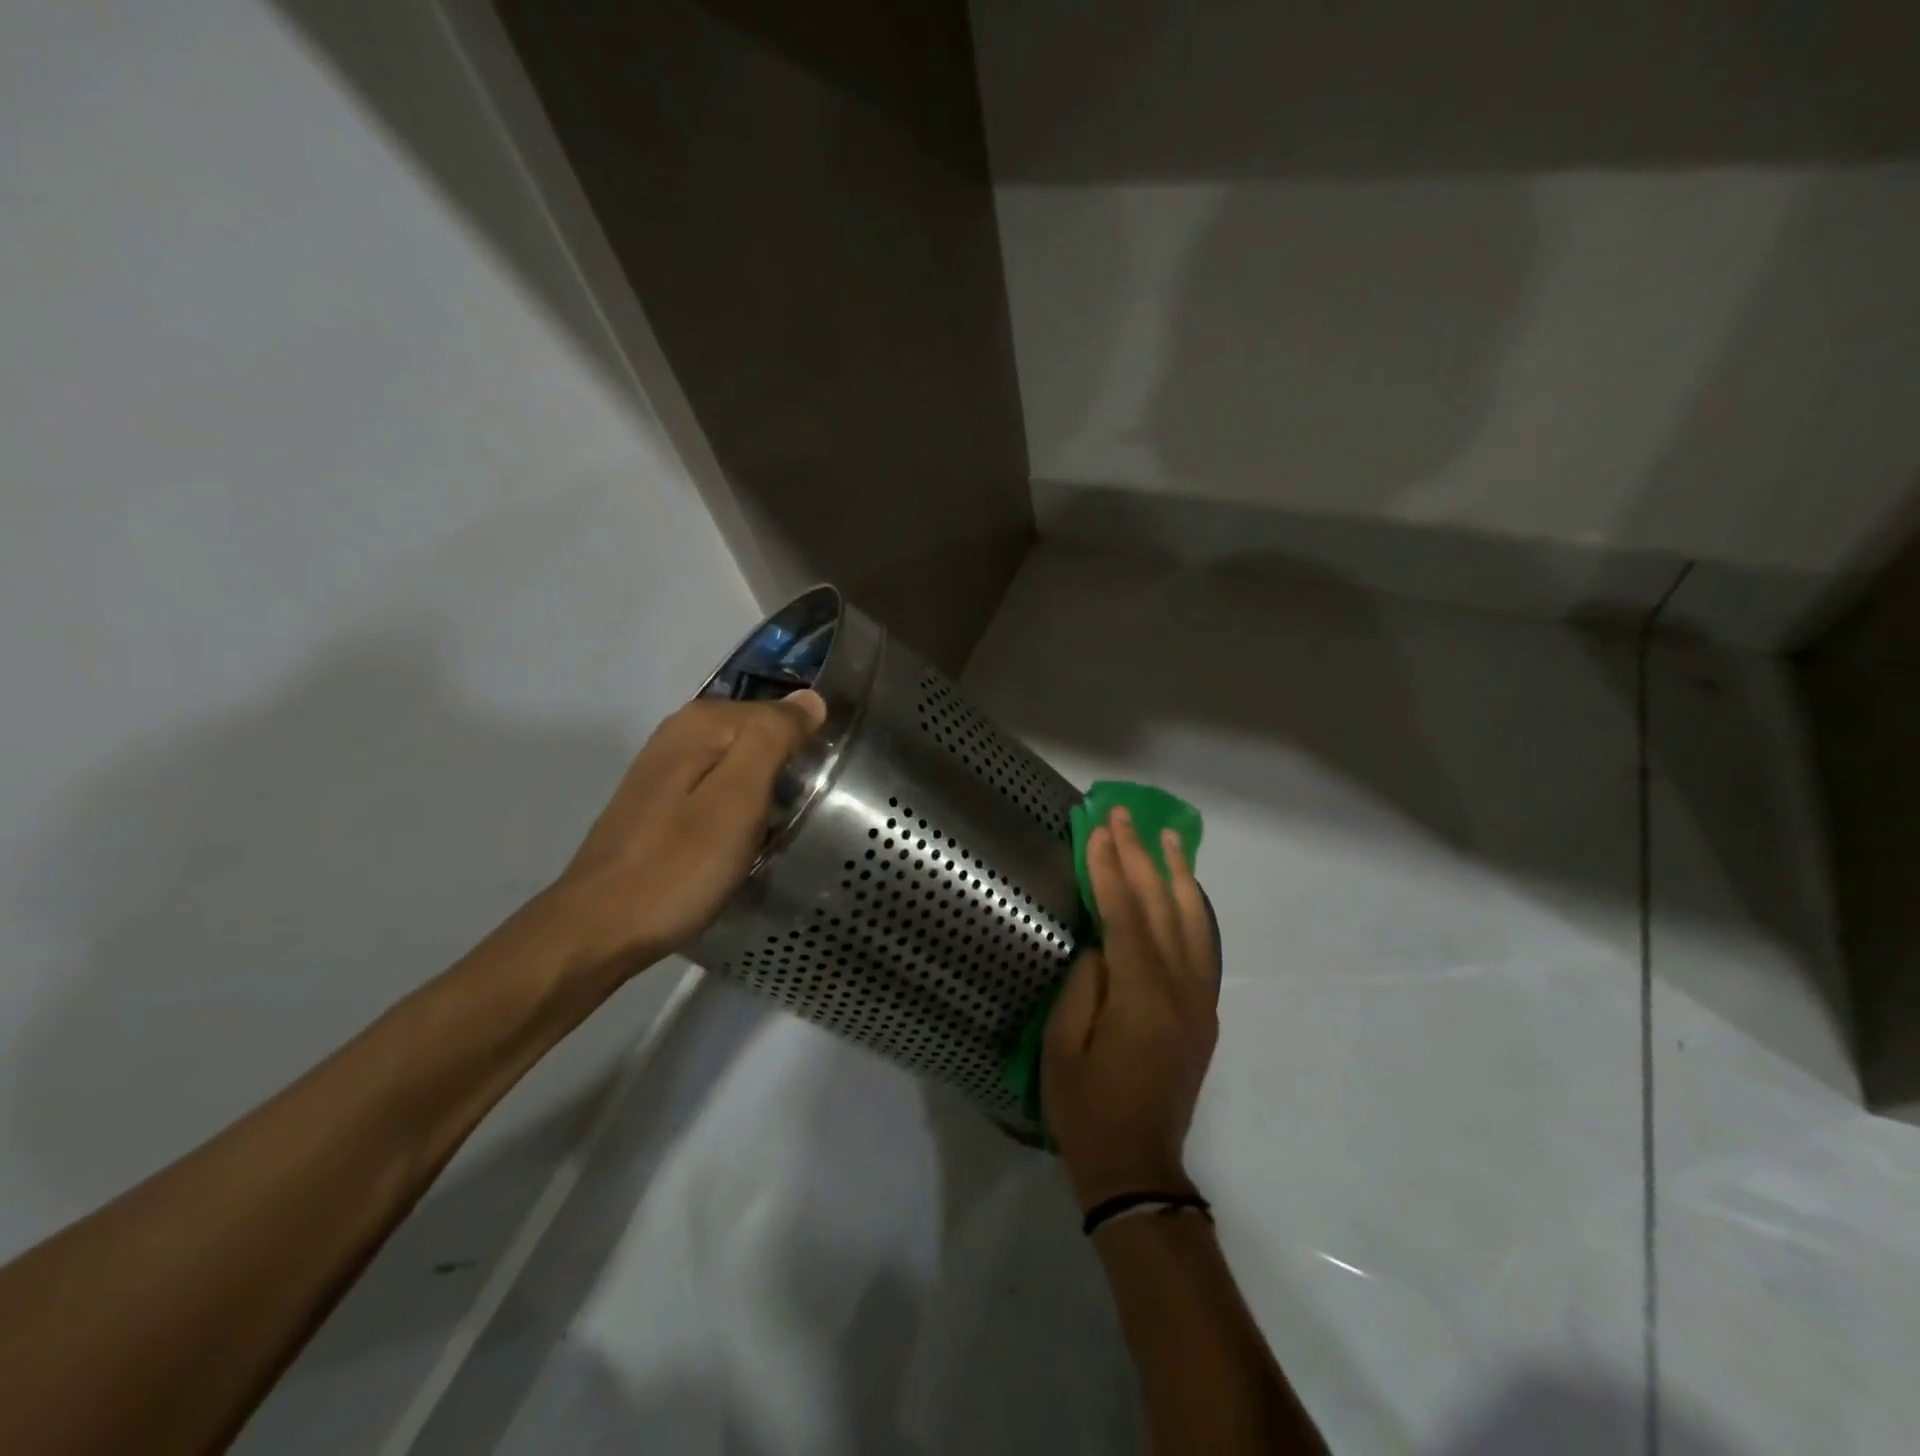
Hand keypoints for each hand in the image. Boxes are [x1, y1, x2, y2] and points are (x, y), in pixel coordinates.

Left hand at [547, 690, 825, 978]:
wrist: (601, 927)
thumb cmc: (679, 865)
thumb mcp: (739, 798)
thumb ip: (774, 739)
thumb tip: (811, 698)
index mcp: (703, 722)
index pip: (782, 713)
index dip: (808, 748)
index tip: (819, 792)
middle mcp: (680, 731)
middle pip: (759, 736)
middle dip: (787, 768)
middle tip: (800, 814)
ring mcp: (666, 766)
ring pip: (740, 763)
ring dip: (764, 790)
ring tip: (777, 830)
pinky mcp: (659, 799)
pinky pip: (718, 786)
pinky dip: (739, 807)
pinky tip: (742, 839)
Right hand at [1044, 806, 1217, 1212]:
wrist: (1137, 1167)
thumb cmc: (1086, 1108)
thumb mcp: (1063, 1043)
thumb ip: (1085, 983)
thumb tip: (1101, 942)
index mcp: (1142, 995)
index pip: (1124, 914)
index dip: (1109, 868)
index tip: (1099, 828)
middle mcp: (1181, 989)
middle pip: (1161, 907)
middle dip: (1141, 857)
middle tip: (1126, 816)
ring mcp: (1199, 1001)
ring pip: (1193, 922)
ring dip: (1178, 875)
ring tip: (1169, 836)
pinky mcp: (1203, 1013)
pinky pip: (1201, 946)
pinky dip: (1192, 909)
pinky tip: (1183, 890)